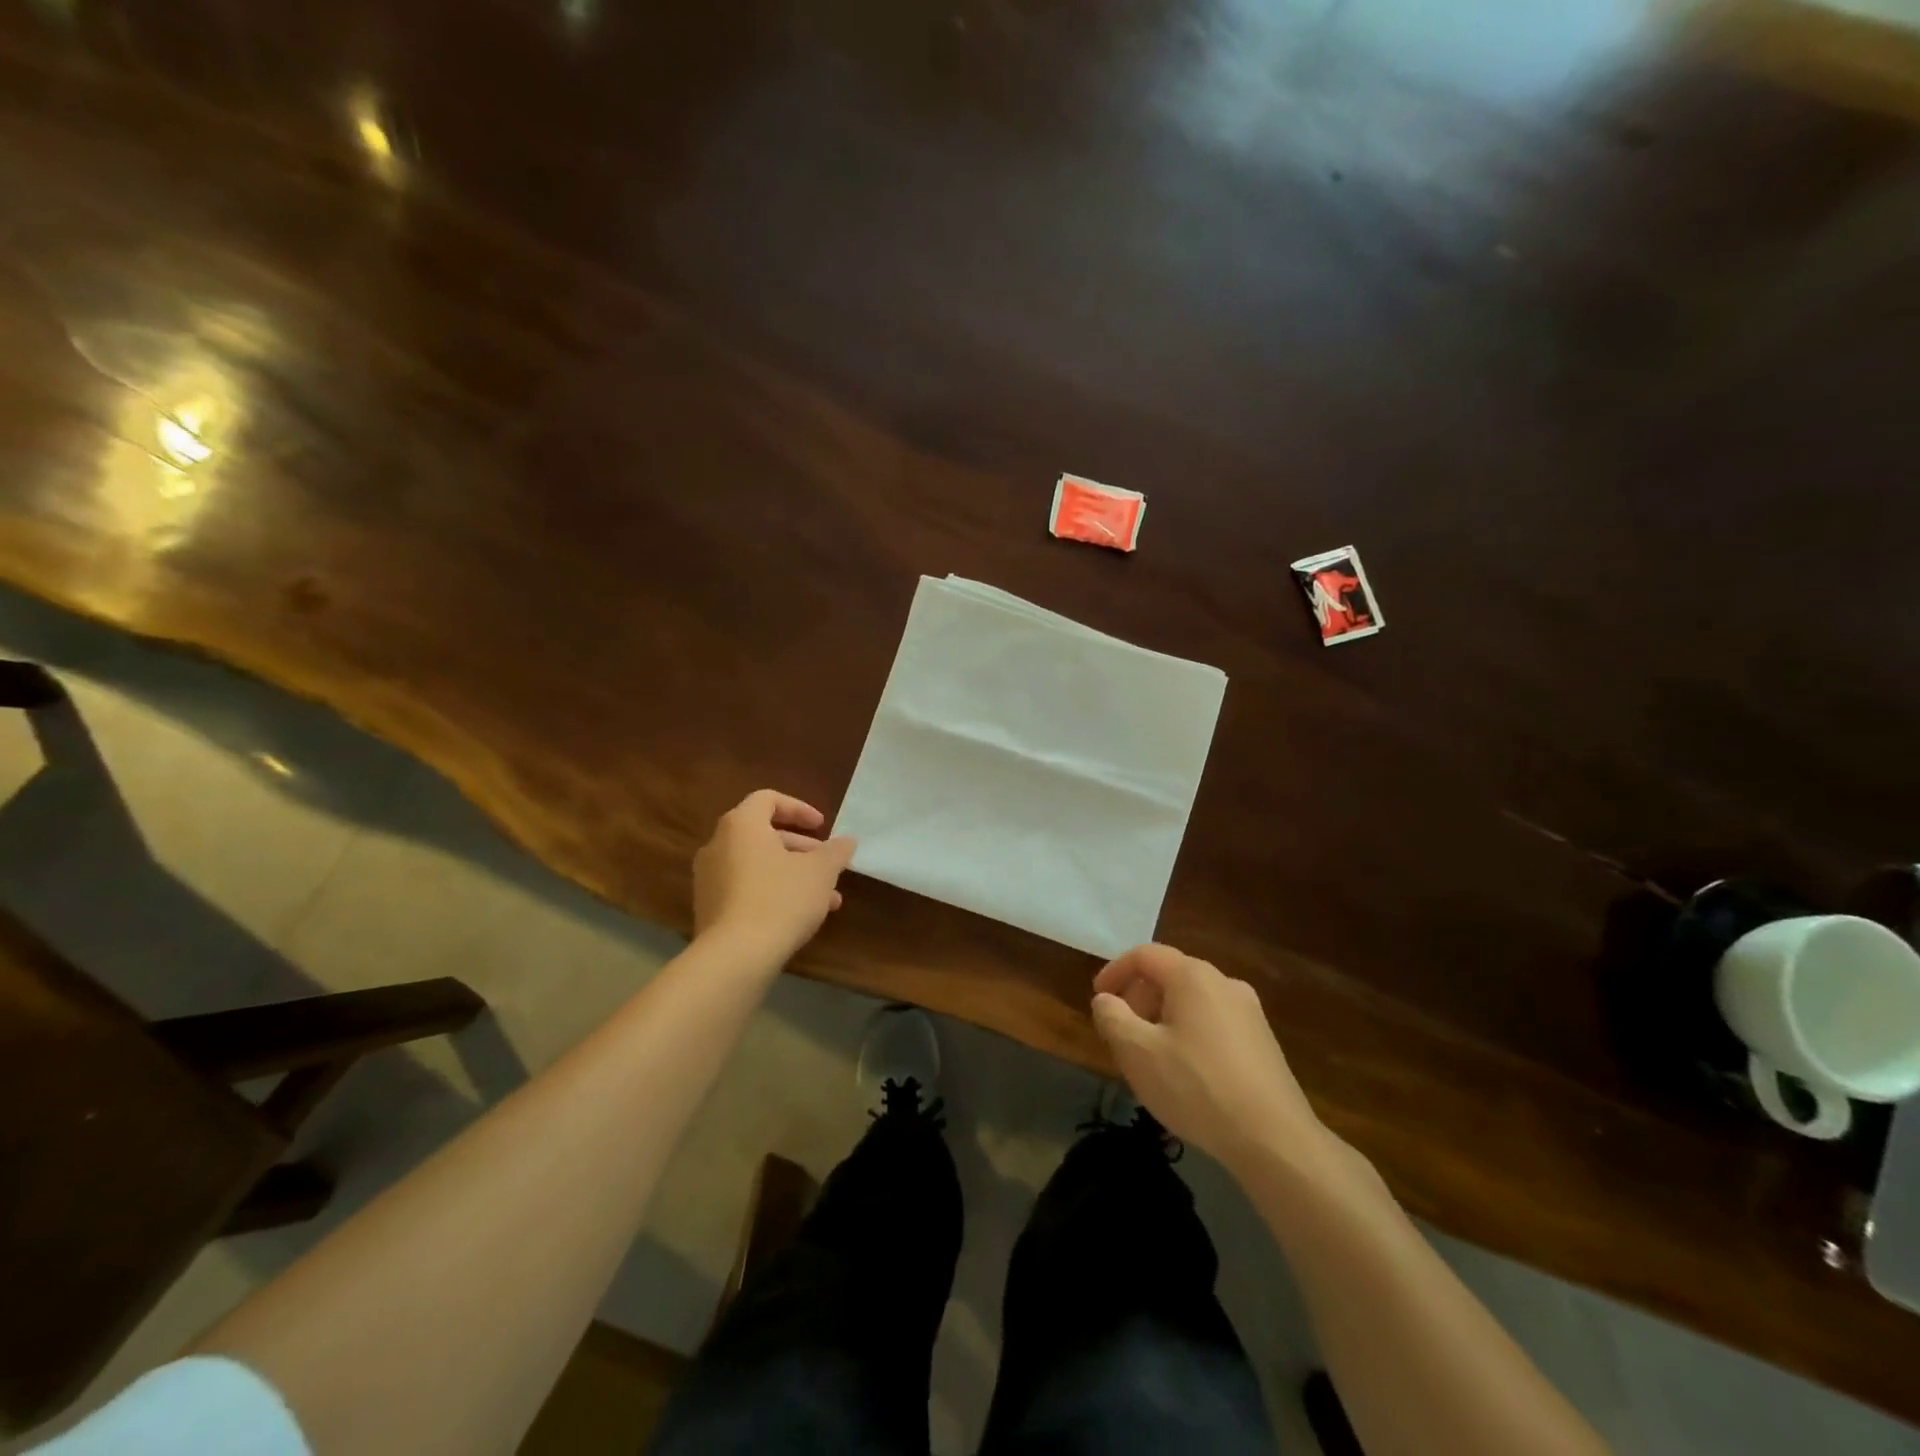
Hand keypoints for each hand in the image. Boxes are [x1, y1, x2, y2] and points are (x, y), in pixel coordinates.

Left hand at [693, 790, 855, 967]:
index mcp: (741, 825)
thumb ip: (836, 851)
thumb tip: (847, 840)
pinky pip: (745, 887)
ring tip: (826, 898)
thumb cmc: (781, 899)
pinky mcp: (709, 907)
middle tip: (827, 864)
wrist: (735, 957)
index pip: (768, 799)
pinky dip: (772, 891)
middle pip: (763, 834)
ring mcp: (709, 878)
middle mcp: (718, 844)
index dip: (799, 809)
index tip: (822, 827)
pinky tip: (800, 916)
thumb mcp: (820, 872)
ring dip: (792, 874)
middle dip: (801, 848)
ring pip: (758, 864)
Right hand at [1092, 944, 1333, 1175]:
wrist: (1274, 1140)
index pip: (1145, 955)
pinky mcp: (1263, 1041)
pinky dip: (1189, 1033)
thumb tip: (1105, 1000)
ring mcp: (1249, 1012)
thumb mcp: (1138, 1053)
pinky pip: (1214, 1022)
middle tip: (1122, 1032)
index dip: (1115, 971)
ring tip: (1151, 1055)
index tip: (1098, 998)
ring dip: (1163, 1017)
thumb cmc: (1197, 1087)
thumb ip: (1112, 1018)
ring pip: (1193, 1001)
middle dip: (1139, 998)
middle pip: (1170, 975)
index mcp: (1193, 976)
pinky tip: (1186, 1072)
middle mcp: (1224, 983)